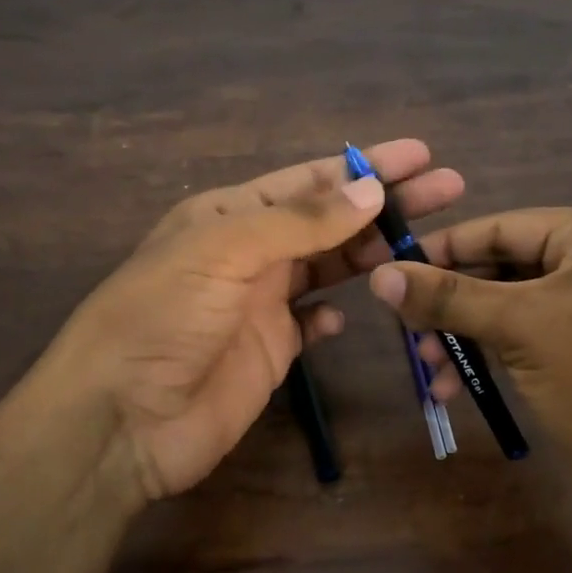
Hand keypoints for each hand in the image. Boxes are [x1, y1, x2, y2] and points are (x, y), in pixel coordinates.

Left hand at [39, 140, 465, 504]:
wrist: (123, 417)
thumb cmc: (164, 316)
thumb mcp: (225, 250)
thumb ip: (300, 221)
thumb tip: (370, 188)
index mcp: (229, 215)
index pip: (309, 180)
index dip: (364, 166)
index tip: (420, 155)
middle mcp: (248, 253)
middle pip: (328, 220)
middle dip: (385, 203)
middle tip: (449, 189)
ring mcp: (260, 305)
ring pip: (328, 268)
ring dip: (371, 253)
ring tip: (428, 242)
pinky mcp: (270, 352)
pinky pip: (311, 325)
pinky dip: (333, 317)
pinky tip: (353, 314)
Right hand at [368, 204, 571, 508]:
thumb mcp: (519, 328)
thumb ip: (446, 298)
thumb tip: (377, 274)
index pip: (503, 226)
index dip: (442, 249)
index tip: (390, 269)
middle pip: (506, 268)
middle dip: (453, 304)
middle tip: (405, 329)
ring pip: (514, 306)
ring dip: (466, 335)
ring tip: (427, 366)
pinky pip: (532, 335)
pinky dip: (493, 355)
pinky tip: (454, 384)